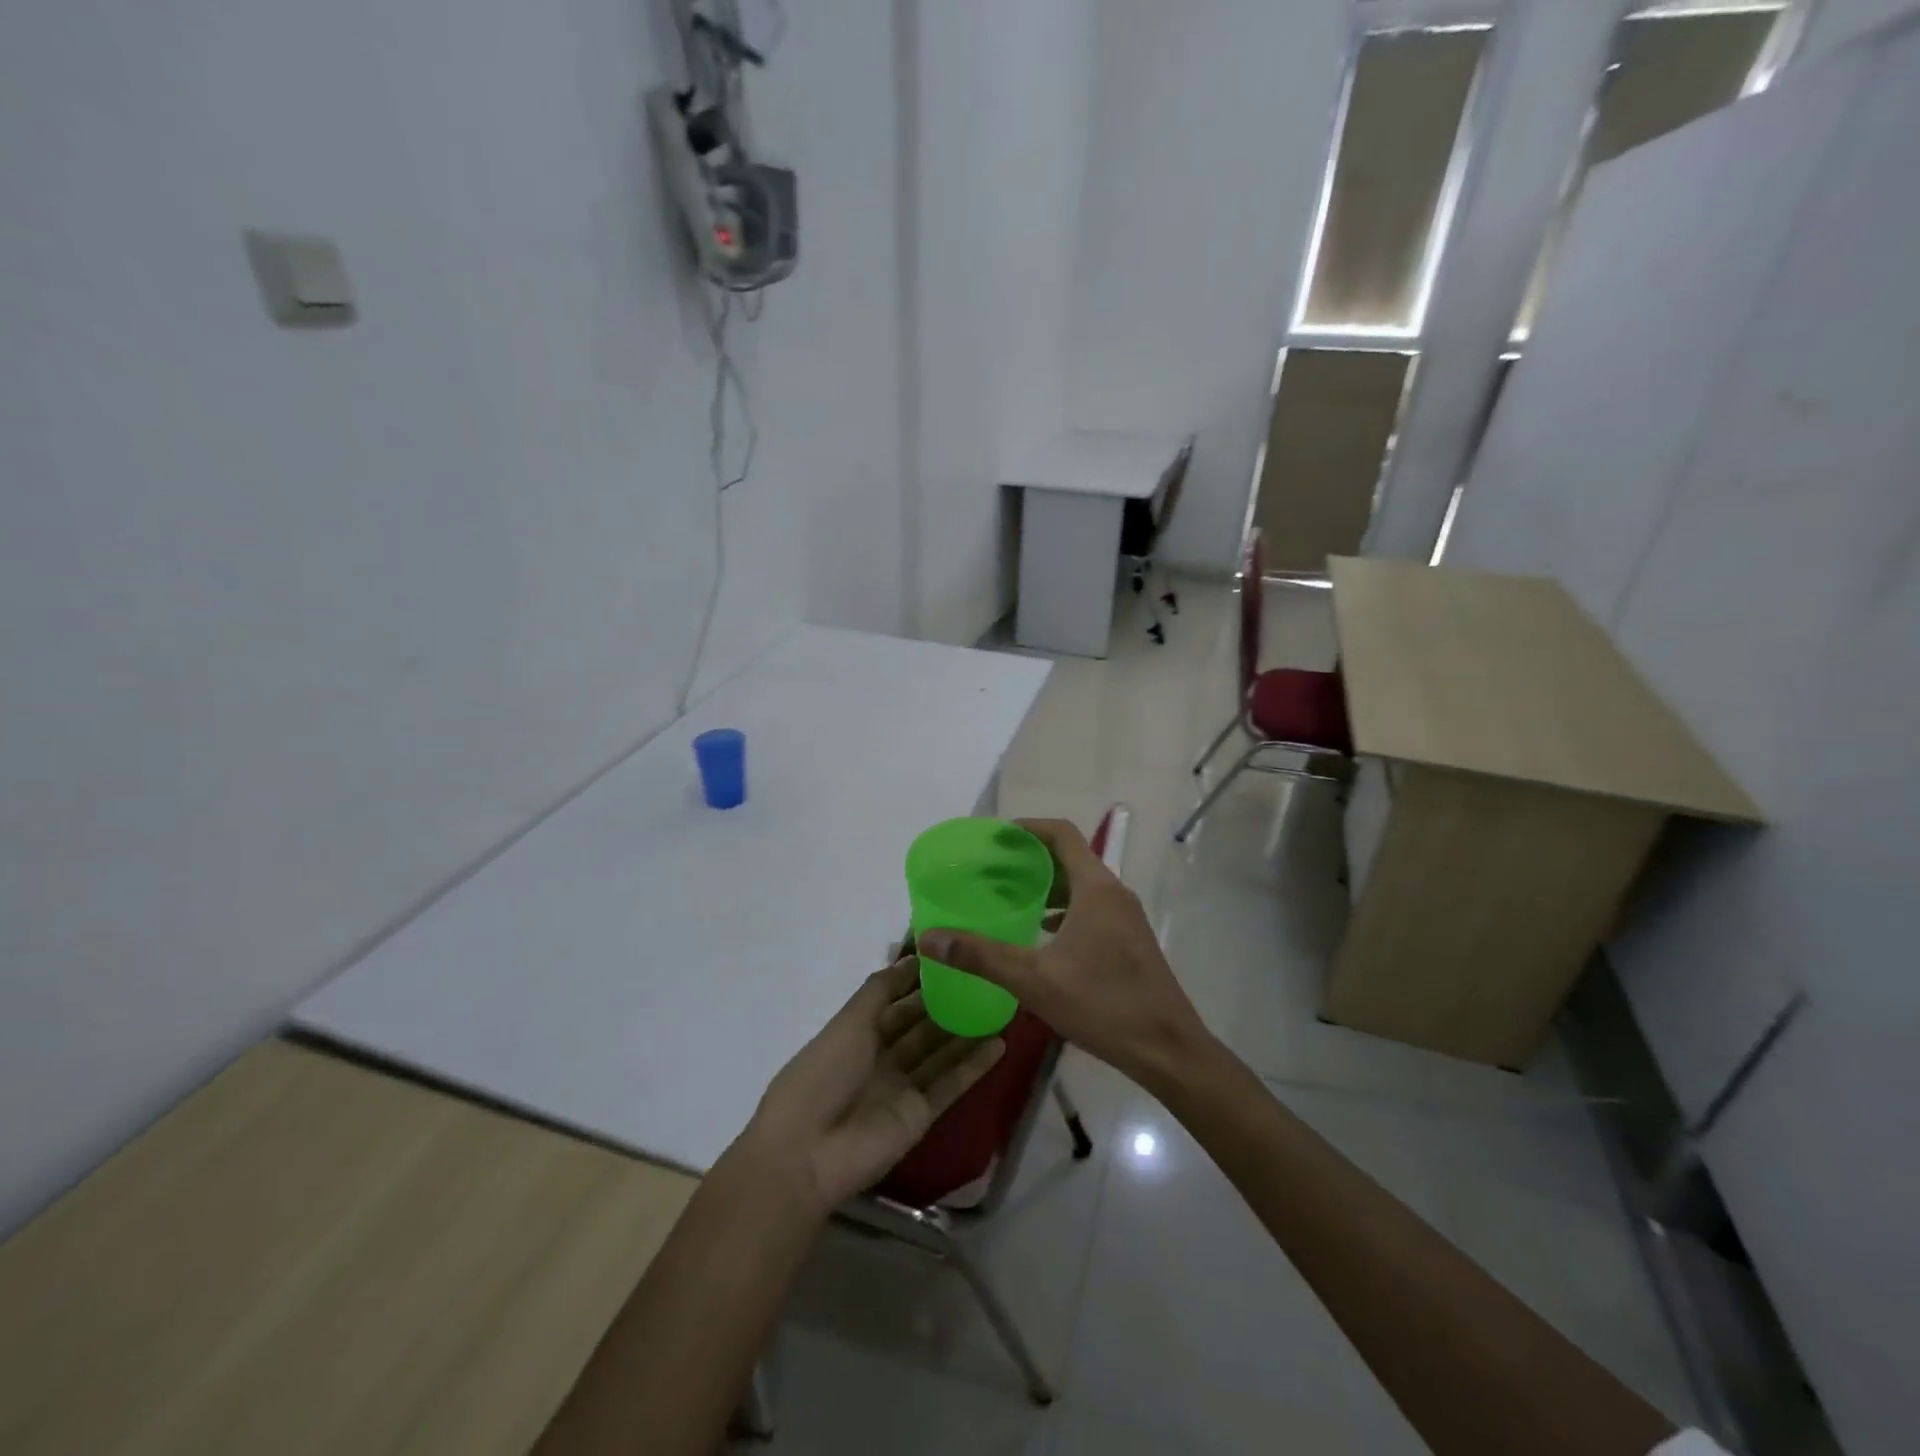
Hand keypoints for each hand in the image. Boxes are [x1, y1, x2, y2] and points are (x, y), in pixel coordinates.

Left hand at [735, 957, 1005, 1211]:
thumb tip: (912, 957)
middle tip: (985, 978)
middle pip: (921, 1027)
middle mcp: (882, 1059)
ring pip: (940, 1054)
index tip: (952, 957)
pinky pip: (951, 1085)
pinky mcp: (920, 1116)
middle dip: (948, 1004)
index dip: (920, 982)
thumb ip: (881, 990)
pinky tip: (999, 1044)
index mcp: (858, 1034)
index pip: (896, 1002)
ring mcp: (902, 1088)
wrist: (807, 1152)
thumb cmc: (822, 1074)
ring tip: (1000, 1007)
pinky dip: (974, 1066)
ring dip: (967, 1033)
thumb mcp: (849, 1022)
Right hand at [919, 818, 1214, 1091]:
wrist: (1168, 1049)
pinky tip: (1041, 933)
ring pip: (1082, 884)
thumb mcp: (1034, 980)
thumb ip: (981, 956)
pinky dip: (1063, 908)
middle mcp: (1114, 893)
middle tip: (992, 869)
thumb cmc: (1103, 1004)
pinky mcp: (1129, 940)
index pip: (1062, 834)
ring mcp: (1126, 917)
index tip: (996, 837)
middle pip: (1071, 857)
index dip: (1028, 828)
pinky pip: (1091, 907)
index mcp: (1096, 888)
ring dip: (1048, 884)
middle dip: (1031, 858)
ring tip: (1010, 897)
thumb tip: (930, 939)